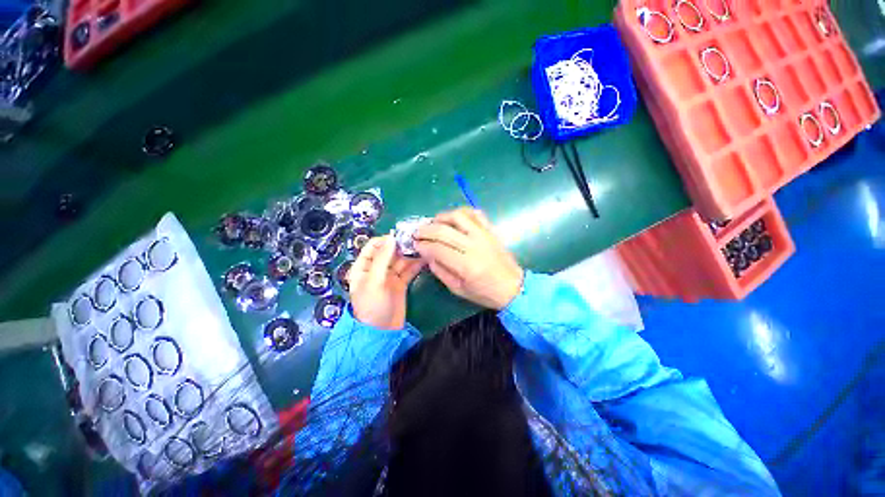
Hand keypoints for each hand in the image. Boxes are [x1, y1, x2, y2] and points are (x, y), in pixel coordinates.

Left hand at [348, 235, 424, 329]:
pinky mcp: (401, 283)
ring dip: (410, 254)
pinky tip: (425, 259)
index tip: (401, 236)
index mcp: (363, 267)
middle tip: (416, 240)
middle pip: (389, 252)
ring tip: (423, 247)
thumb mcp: (374, 281)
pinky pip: (408, 270)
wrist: (382, 332)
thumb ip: (382, 259)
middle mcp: (376, 269)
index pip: (373, 246)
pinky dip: (416, 264)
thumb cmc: (372, 306)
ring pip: (400, 260)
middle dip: (401, 246)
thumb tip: (392, 237)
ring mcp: (389, 276)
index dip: (386, 240)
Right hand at [415, 207, 523, 309]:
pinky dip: (461, 212)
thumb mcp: (458, 289)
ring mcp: (484, 235)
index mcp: (466, 266)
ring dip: (441, 217)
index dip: (422, 246)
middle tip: (417, 233)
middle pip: (443, 230)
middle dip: (425, 230)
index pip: (437, 249)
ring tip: (433, 223)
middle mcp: (474, 246)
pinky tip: (453, 219)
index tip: (415, 245)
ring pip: (458, 216)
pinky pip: (475, 213)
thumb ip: (440, 271)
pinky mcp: (490, 230)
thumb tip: (427, 255)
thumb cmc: (484, 292)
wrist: (512, 287)